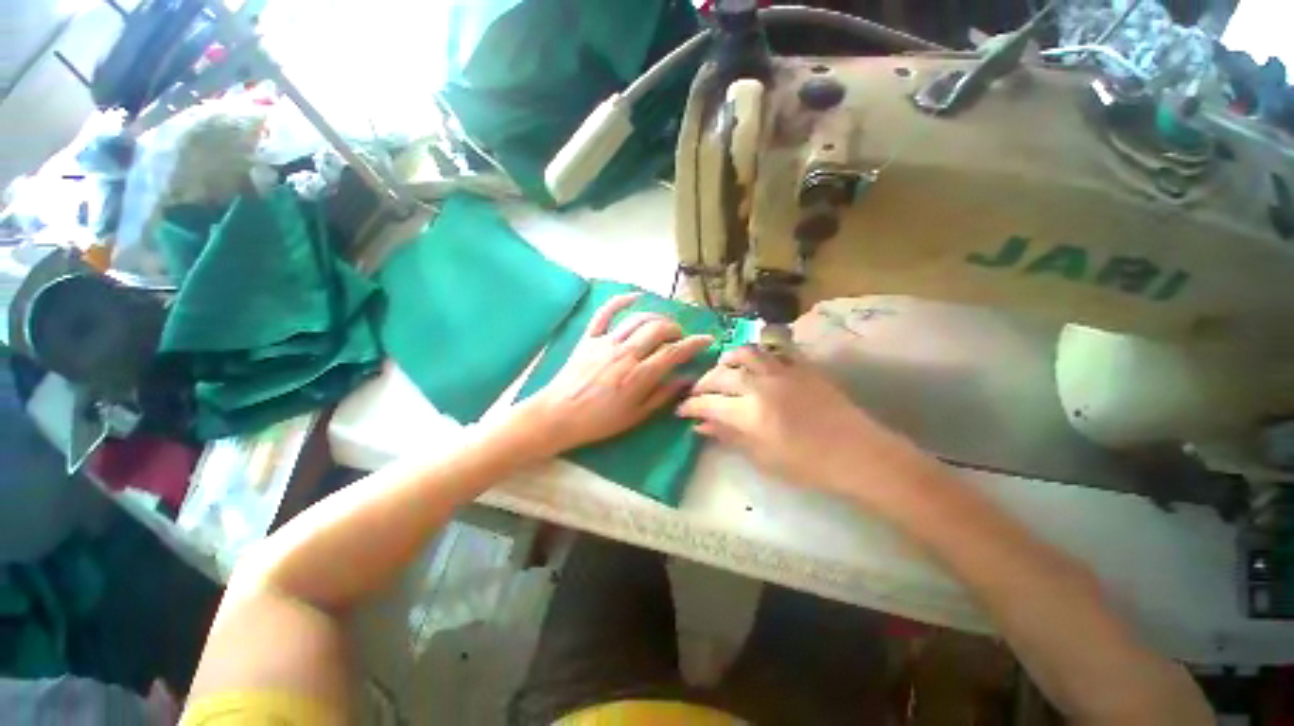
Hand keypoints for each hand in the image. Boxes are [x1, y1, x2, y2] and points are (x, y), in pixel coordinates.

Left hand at [517, 293, 712, 457]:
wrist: (559, 415)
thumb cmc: (600, 421)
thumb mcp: (636, 415)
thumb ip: (663, 395)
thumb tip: (686, 378)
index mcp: (639, 375)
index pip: (673, 352)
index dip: (694, 344)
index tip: (706, 340)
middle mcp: (626, 353)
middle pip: (658, 329)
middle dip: (675, 329)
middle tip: (679, 338)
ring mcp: (606, 342)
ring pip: (638, 319)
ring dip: (656, 318)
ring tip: (663, 326)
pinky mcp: (590, 337)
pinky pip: (606, 312)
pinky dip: (621, 300)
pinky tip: (635, 296)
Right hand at [677, 346, 929, 501]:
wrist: (857, 453)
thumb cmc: (808, 465)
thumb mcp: (762, 458)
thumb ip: (728, 436)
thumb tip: (700, 426)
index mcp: (749, 413)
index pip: (707, 403)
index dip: (690, 405)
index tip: (682, 409)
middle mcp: (760, 385)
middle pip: (720, 375)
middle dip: (702, 383)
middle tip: (698, 393)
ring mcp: (782, 371)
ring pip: (744, 353)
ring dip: (727, 360)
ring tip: (723, 369)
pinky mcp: (800, 366)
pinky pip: (772, 351)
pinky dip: (756, 355)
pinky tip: (754, 364)